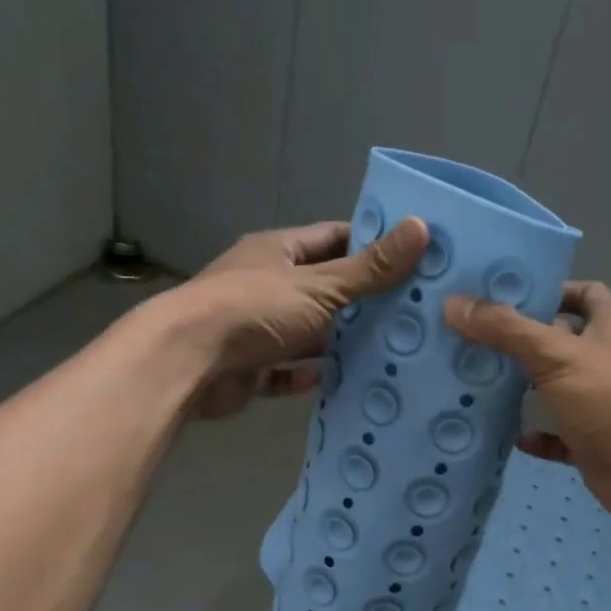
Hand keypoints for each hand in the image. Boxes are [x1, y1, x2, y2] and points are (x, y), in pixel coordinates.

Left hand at [166, 217, 428, 419]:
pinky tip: (339, 381)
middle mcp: (265, 284)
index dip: (369, 244)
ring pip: (305, 333)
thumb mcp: (320, 286)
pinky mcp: (249, 368)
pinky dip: (308, 376)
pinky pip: (286, 371)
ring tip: (387, 351)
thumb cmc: (254, 310)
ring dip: (336, 342)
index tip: (410, 257)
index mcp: (277, 251)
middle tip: (409, 312)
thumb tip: (422, 228)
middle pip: (322, 288)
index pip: (332, 238)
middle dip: (360, 300)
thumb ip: (370, 268)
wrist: (188, 363)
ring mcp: (255, 327)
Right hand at [444, 282, 610, 528]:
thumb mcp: (556, 355)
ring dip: (524, 389)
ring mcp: (602, 404)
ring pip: (557, 389)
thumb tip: (454, 304)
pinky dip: (536, 435)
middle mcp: (610, 359)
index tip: (500, 296)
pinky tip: (507, 435)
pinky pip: (559, 435)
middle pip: (561, 341)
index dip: (547, 290)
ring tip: (475, 381)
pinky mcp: (594, 443)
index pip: (582, 293)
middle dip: (521, 341)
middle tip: (471, 338)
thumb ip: (505, 329)